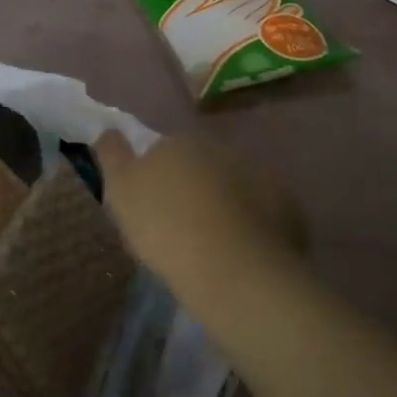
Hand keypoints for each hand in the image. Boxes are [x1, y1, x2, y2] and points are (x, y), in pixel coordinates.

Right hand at [93, 132, 307, 299]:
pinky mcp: (288, 207)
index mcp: (181, 141)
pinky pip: (262, 214)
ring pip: (233, 188)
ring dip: (224, 206)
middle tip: (180, 227)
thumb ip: (112, 155)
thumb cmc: (164, 225)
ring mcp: (260, 176)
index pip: (164, 150)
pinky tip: (241, 254)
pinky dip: (252, 227)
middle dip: (193, 188)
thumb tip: (108, 129)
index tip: (152, 207)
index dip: (157, 178)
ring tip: (212, 245)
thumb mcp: (120, 190)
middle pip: (202, 166)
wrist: (230, 267)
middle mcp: (222, 149)